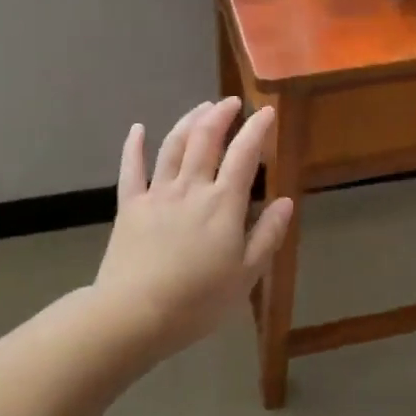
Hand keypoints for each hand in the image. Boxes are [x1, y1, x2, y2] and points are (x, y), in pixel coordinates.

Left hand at [94, 97, 292, 355]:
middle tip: (231, 102)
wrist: (135, 313)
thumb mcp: (246, 275)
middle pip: (206, 140)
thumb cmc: (198, 300)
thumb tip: (286, 202)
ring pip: (173, 146)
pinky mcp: (129, 206)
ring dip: (188, 121)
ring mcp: (157, 194)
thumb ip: (267, 235)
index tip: (267, 111)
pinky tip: (138, 129)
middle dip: (221, 115)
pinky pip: (131, 169)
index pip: (244, 156)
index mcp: (222, 204)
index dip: (256, 130)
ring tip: (201, 107)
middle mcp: (190, 188)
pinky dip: (134, 146)